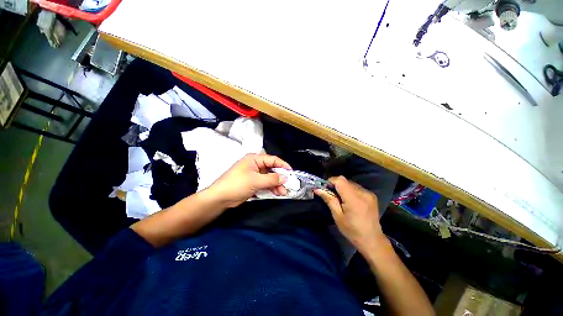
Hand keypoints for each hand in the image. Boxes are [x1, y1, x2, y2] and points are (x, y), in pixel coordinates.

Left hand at [207, 153, 291, 207]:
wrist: (220, 198)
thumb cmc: (237, 184)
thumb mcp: (256, 180)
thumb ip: (272, 179)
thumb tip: (285, 177)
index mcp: (254, 159)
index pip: (272, 159)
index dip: (282, 165)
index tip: (291, 172)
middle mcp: (255, 165)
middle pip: (271, 169)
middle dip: (280, 178)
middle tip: (288, 185)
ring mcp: (254, 175)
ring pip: (269, 178)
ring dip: (276, 185)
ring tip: (283, 192)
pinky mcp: (253, 183)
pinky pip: (265, 184)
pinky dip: (270, 188)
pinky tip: (276, 193)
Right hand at [315, 176, 383, 253]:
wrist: (372, 240)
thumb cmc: (352, 230)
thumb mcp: (337, 216)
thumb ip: (329, 199)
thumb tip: (317, 189)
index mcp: (353, 199)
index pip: (340, 180)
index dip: (331, 181)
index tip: (325, 188)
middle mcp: (362, 192)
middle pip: (345, 181)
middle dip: (336, 185)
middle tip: (332, 196)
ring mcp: (369, 193)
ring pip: (350, 183)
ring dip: (343, 188)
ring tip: (342, 200)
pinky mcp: (372, 195)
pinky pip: (357, 188)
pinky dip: (350, 191)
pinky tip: (350, 201)